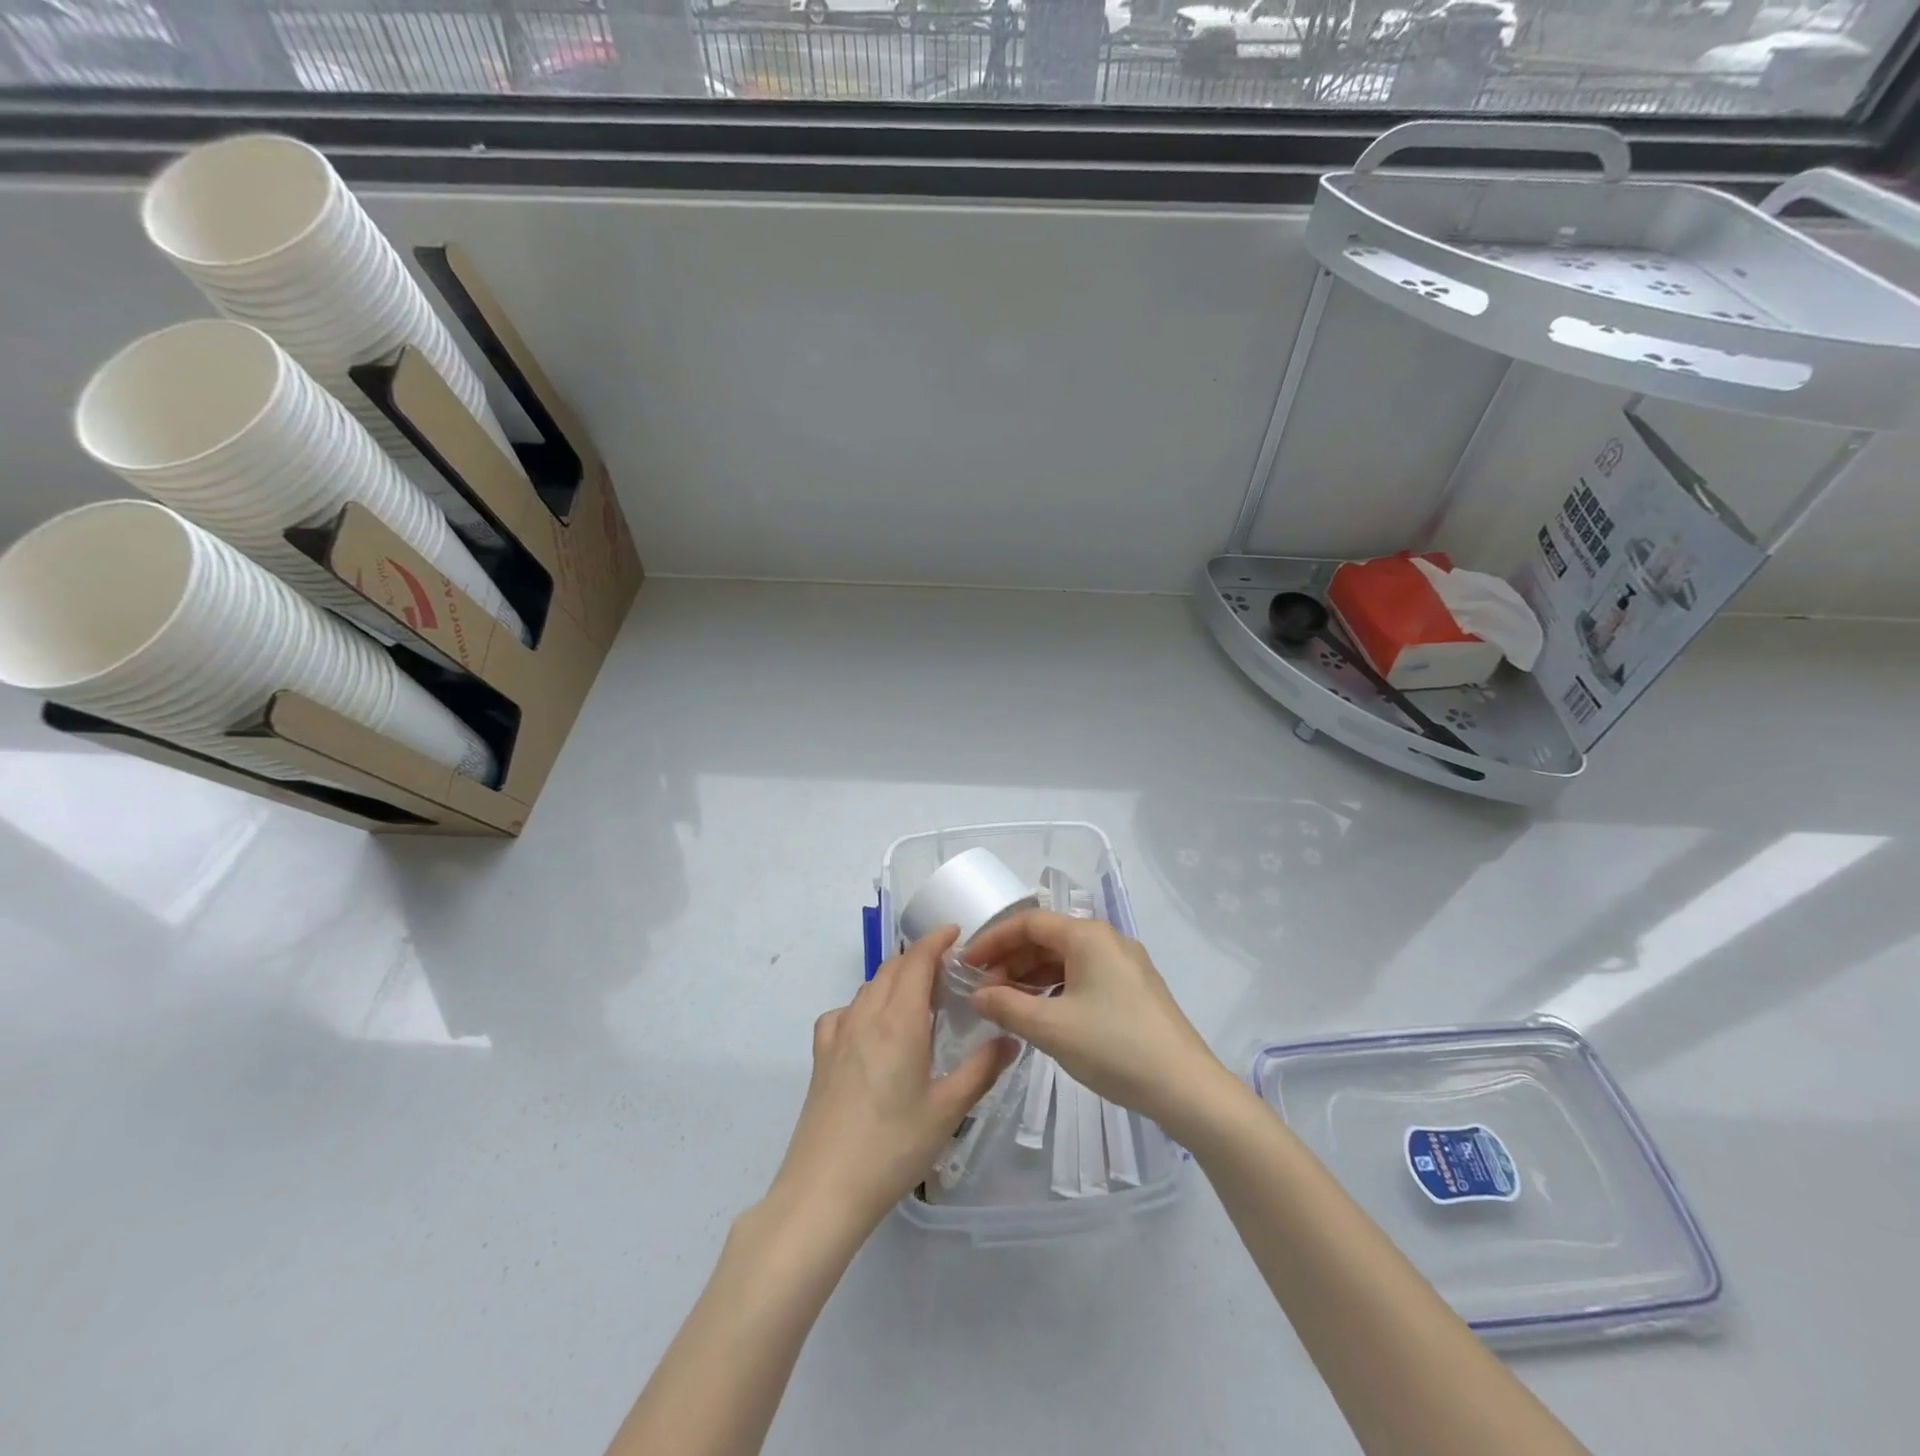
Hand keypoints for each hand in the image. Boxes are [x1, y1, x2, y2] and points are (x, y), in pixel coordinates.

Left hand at [767, 926, 1015, 1237]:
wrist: (824, 1189)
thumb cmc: (893, 1147)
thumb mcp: (948, 1111)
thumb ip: (982, 1070)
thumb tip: (1010, 1039)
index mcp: (899, 1021)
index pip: (917, 961)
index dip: (936, 941)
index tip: (955, 933)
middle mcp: (866, 1016)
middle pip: (891, 969)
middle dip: (918, 959)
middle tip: (946, 973)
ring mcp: (838, 1034)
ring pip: (867, 988)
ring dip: (893, 980)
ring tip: (916, 999)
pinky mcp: (820, 1056)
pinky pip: (843, 1013)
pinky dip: (863, 1006)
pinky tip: (871, 1031)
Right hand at [966, 911, 1227, 1135]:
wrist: (1186, 1088)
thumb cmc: (1114, 1047)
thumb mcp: (1051, 1028)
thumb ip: (1007, 1006)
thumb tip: (978, 994)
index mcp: (1088, 936)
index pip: (1028, 922)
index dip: (992, 940)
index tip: (966, 966)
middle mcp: (1107, 940)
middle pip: (1047, 938)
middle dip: (1011, 961)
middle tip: (984, 992)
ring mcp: (1124, 964)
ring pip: (1065, 959)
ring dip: (1031, 977)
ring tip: (1007, 1006)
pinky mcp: (1134, 989)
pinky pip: (1084, 976)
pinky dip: (1056, 989)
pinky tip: (1042, 1014)